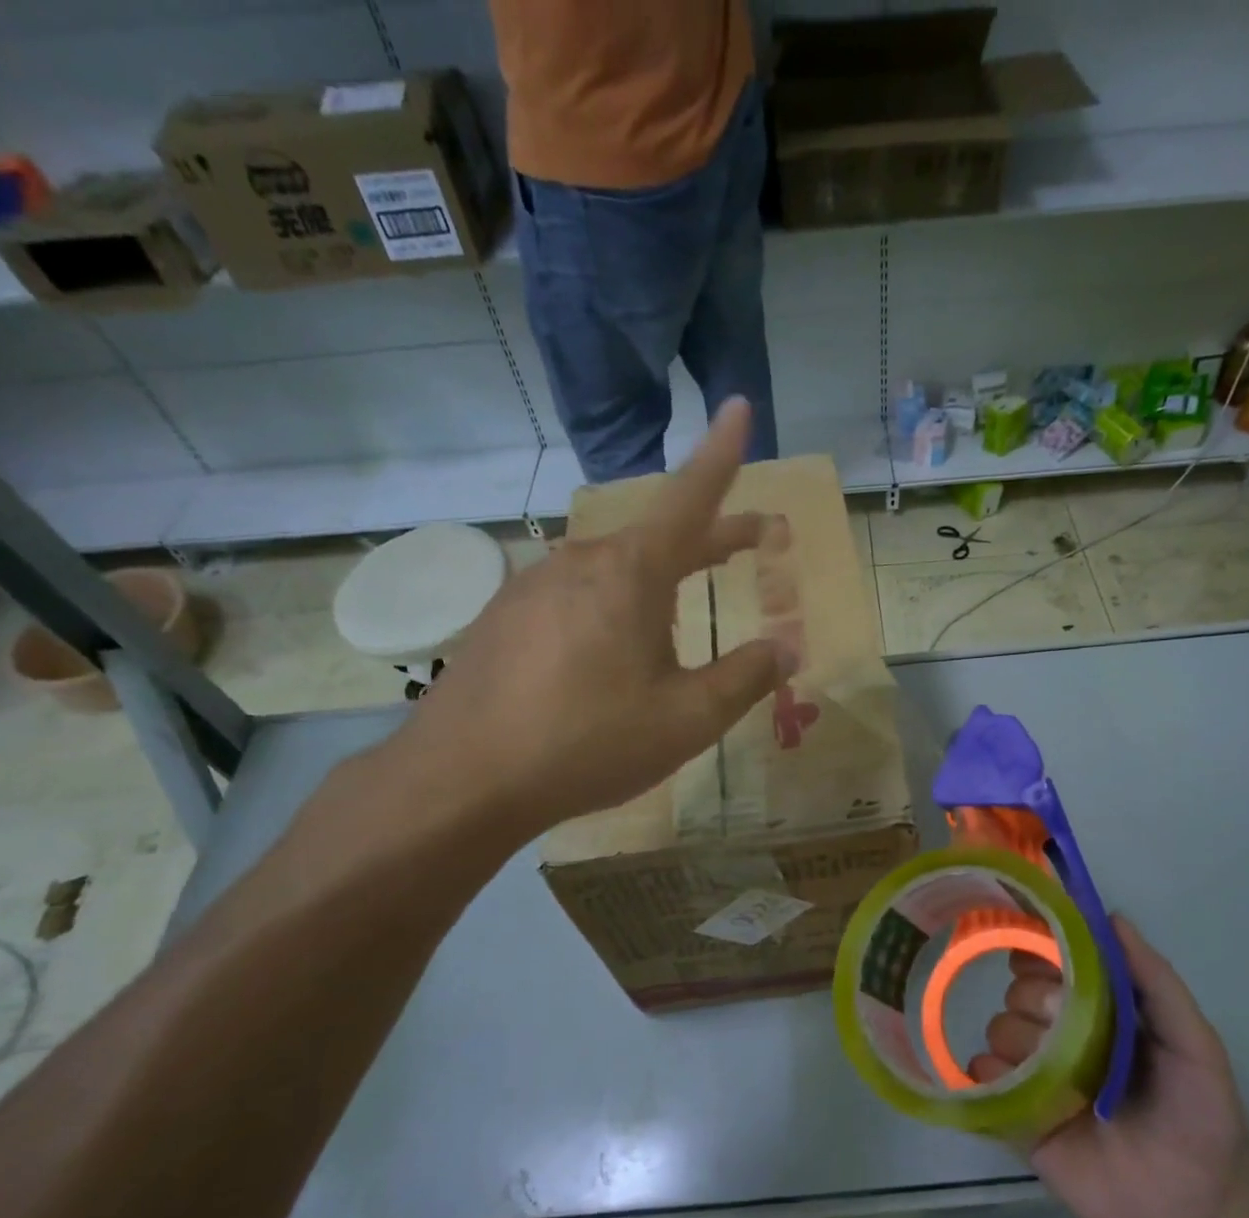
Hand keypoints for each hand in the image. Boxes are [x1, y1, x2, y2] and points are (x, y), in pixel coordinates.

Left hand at [389, 399, 793, 840]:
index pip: (691, 498)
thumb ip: (745, 678)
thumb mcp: (686, 719)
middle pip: (658, 537)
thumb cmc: (588, 743)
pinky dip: (613, 605)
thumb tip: (786, 648)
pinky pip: (576, 596)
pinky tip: (611, 650)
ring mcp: (533, 586)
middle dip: (711, 538)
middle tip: (754, 539)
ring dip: (658, 578)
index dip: (722, 455)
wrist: (462, 780)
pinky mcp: (504, 617)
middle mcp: (580, 561)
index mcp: (630, 573)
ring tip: (682, 611)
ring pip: (614, 569)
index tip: (740, 407)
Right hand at [975, 916, 1248, 1217]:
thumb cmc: (1201, 1117)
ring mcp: (1038, 1076)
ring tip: (1049, 1071)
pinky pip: (982, 1079)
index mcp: (1098, 1012)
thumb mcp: (1194, 1042)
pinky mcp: (1020, 1117)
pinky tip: (1010, 1084)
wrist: (1197, 1214)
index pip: (1052, 963)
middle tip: (1062, 1026)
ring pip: (998, 1029)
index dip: (1038, 949)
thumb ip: (1156, 981)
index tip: (1034, 952)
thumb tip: (1112, 917)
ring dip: (1016, 1038)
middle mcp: (1061, 1036)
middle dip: (1034, 999)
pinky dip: (984, 1073)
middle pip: (1020, 993)